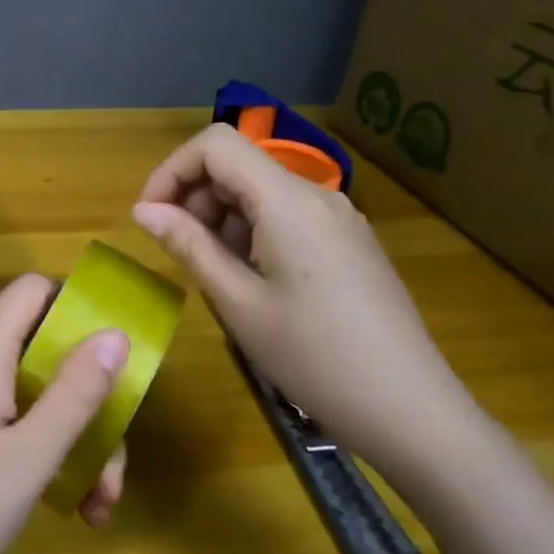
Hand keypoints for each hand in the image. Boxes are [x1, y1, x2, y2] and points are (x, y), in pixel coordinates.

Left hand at [0, 274, 129, 553]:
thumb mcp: (30, 455)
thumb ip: (76, 393)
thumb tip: (116, 333)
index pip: (32, 292)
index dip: (77, 305)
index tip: (118, 351)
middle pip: (45, 353)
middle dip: (90, 399)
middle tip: (115, 460)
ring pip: (37, 397)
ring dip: (77, 441)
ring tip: (99, 505)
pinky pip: (17, 427)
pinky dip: (48, 457)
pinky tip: (73, 509)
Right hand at [131, 123, 486, 484]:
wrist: (410, 410)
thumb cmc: (313, 356)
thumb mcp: (236, 302)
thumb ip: (187, 245)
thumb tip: (143, 210)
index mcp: (288, 200)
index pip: (216, 144)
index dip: (172, 171)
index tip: (150, 217)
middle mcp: (316, 195)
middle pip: (238, 166)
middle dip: (195, 199)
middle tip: (180, 255)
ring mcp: (338, 218)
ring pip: (260, 193)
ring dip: (222, 221)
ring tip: (218, 278)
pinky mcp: (348, 242)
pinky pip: (286, 216)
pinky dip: (253, 234)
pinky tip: (253, 284)